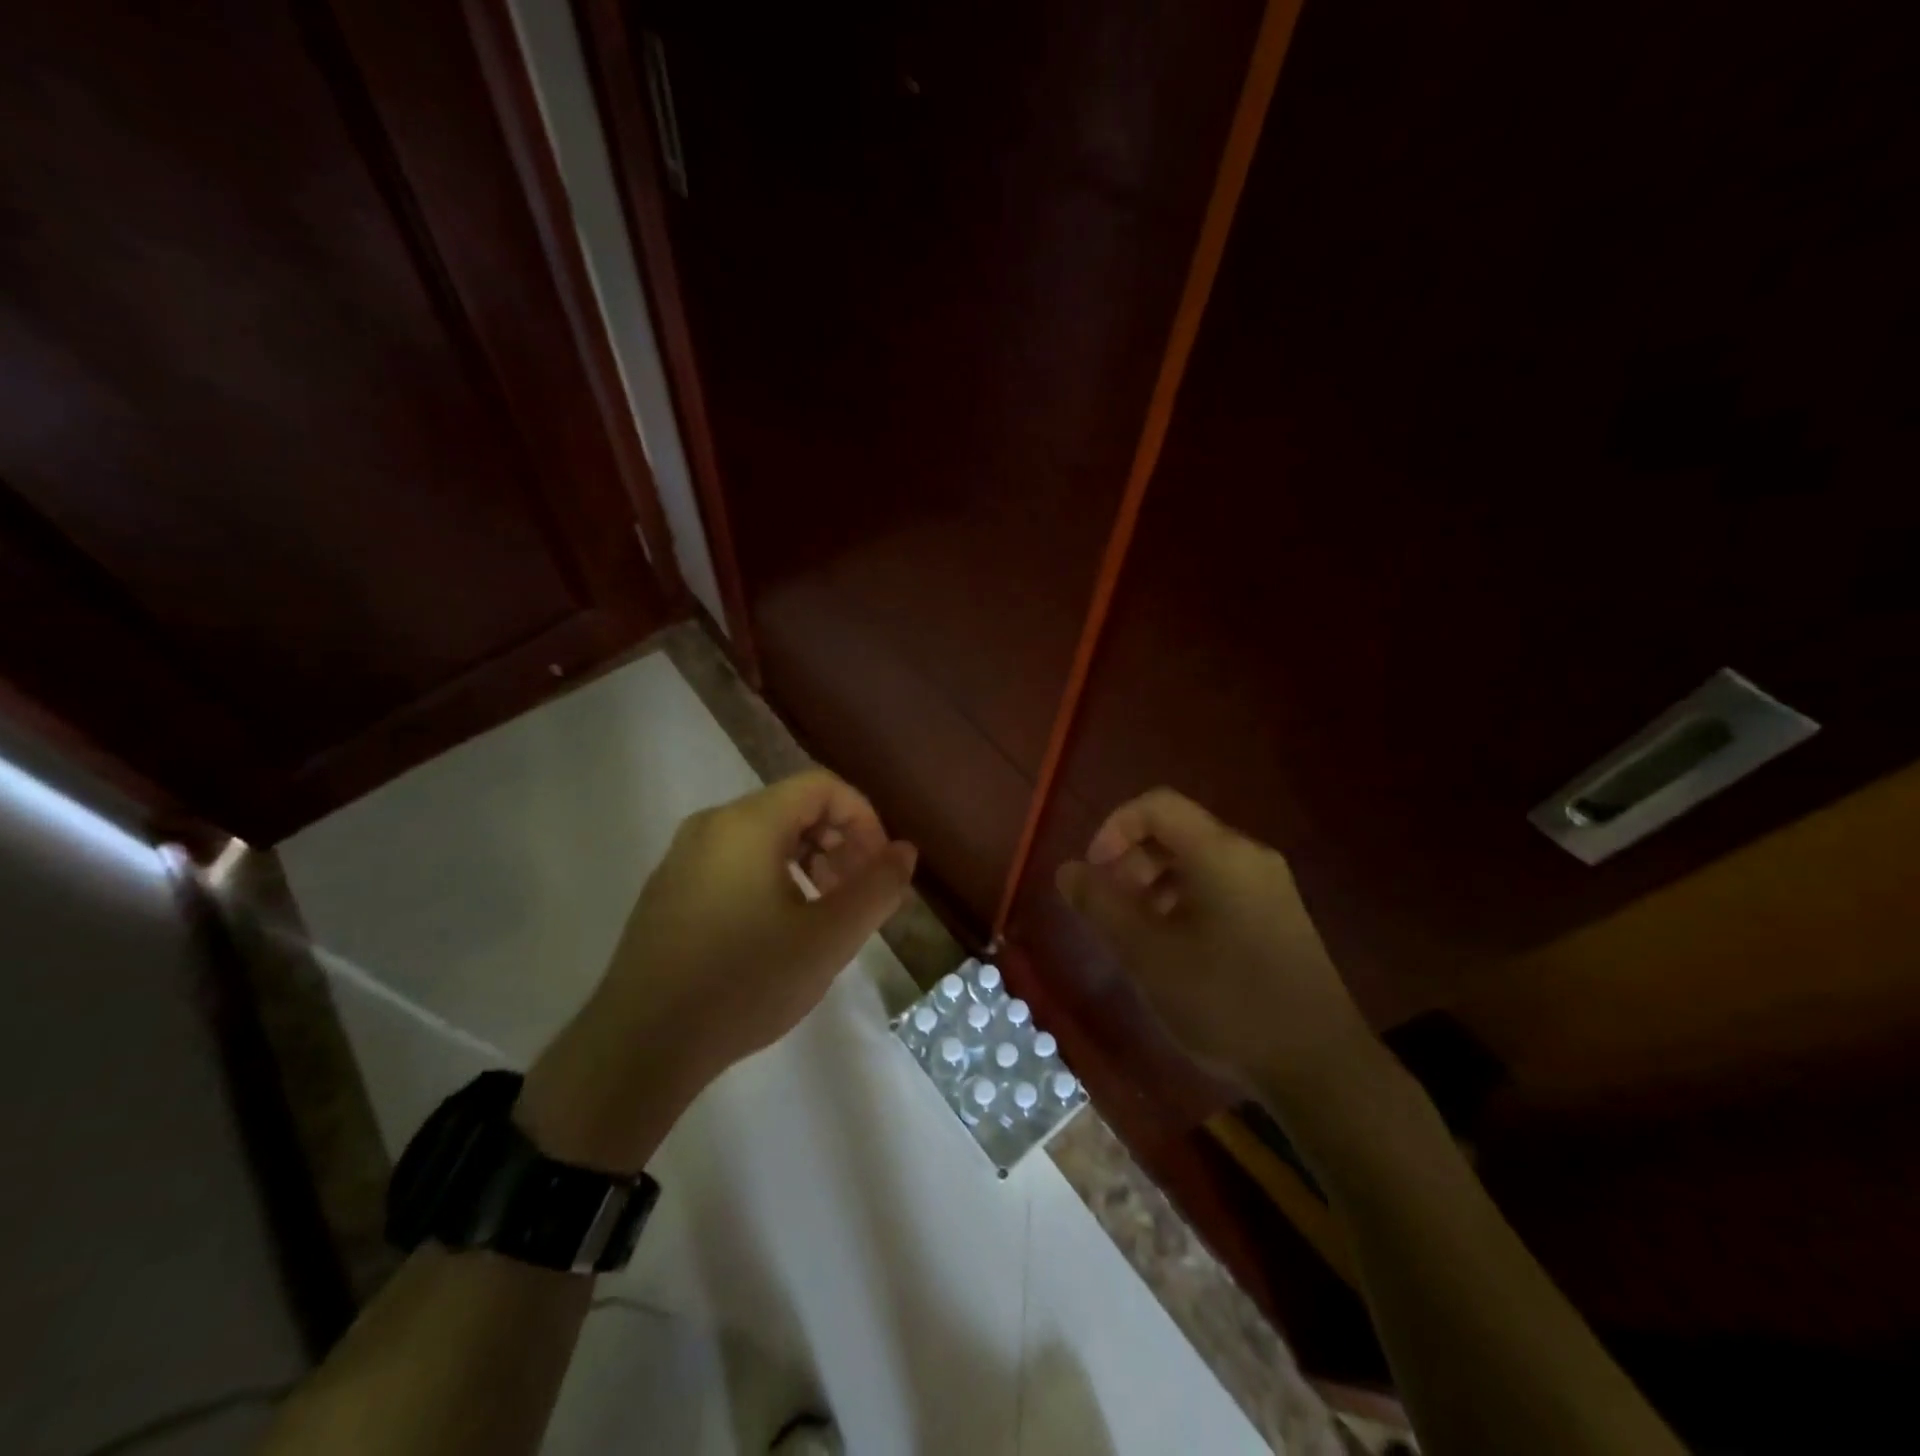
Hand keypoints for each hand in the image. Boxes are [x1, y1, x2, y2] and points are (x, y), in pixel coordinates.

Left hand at [519, 770, 916, 1170]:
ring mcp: (684, 856)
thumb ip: (877, 888)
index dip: (864, 819)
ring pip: (765, 836)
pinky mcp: (670, 888)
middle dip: (840, 842)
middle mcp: (712, 825)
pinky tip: (780, 929)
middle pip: (794, 808)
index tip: (879, 869)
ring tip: (825, 914)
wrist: (640, 1047)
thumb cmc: (744, 983)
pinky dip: (774, 877)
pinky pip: (736, 861)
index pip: (823, 787)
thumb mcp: (828, 938)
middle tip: (858, 895)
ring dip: (810, 862)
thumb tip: (905, 851)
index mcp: (748, 823)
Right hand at [1056, 788, 1374, 1106]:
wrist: (1319, 1067)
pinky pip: (1218, 889)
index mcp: (1220, 853)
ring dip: (1153, 885)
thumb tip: (1069, 870)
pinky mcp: (1278, 919)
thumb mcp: (1147, 954)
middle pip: (1176, 832)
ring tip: (1135, 934)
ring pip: (1196, 863)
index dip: (1114, 828)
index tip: (1094, 873)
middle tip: (1109, 909)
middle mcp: (1249, 857)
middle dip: (1131, 860)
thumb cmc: (1225, 1000)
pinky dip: (1182, 903)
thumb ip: (1100, 905)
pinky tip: (1172, 952)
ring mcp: (1269, 888)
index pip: (1157, 805)